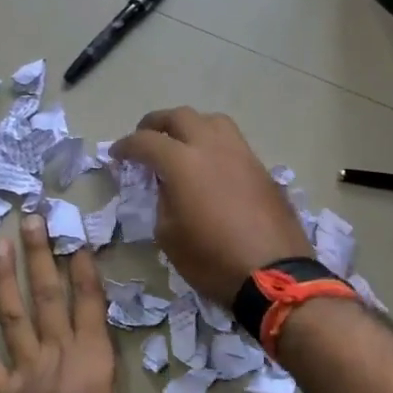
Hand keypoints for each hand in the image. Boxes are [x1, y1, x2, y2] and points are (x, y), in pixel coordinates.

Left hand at [0, 214, 192, 392]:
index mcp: (90, 356)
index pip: (88, 305)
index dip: (83, 272)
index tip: (75, 240)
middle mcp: (55, 350)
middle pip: (46, 295)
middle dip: (39, 255)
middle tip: (29, 218)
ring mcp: (23, 364)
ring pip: (12, 314)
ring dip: (4, 280)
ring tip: (0, 246)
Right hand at [112, 108, 310, 307]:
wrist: (275, 275)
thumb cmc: (212, 259)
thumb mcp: (169, 235)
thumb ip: (162, 201)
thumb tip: (168, 186)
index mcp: (183, 163)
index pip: (146, 142)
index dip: (126, 146)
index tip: (117, 154)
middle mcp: (212, 147)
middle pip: (180, 116)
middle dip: (156, 123)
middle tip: (145, 138)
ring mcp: (241, 154)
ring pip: (212, 121)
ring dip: (190, 126)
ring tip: (181, 144)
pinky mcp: (261, 168)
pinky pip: (232, 142)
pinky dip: (213, 144)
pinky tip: (210, 166)